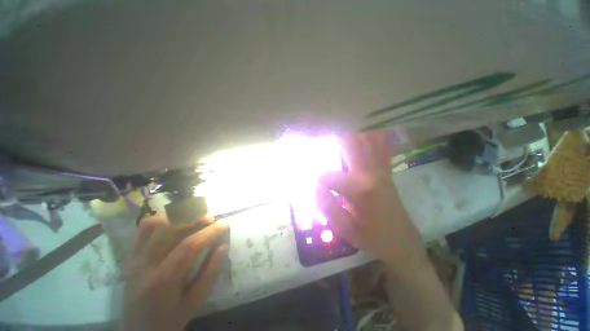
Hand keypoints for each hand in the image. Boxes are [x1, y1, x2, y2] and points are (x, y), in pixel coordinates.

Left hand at [120, 216, 228, 330]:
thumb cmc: (169, 320)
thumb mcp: (195, 301)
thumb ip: (210, 272)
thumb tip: (223, 246)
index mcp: (163, 280)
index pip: (189, 246)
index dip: (210, 232)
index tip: (225, 225)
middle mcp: (145, 264)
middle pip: (170, 228)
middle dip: (195, 218)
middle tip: (211, 219)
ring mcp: (135, 258)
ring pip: (156, 224)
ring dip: (179, 216)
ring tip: (195, 218)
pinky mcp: (131, 256)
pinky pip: (144, 229)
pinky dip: (162, 219)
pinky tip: (175, 222)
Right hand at [316, 131, 424, 267]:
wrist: (403, 243)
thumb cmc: (373, 239)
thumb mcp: (346, 231)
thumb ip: (328, 208)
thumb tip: (315, 186)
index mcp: (360, 189)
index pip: (329, 176)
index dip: (316, 177)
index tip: (309, 180)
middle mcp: (371, 173)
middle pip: (350, 145)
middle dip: (335, 133)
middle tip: (321, 122)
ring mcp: (380, 170)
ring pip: (366, 142)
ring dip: (353, 128)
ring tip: (341, 118)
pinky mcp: (385, 171)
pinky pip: (380, 147)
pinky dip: (373, 134)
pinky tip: (368, 125)